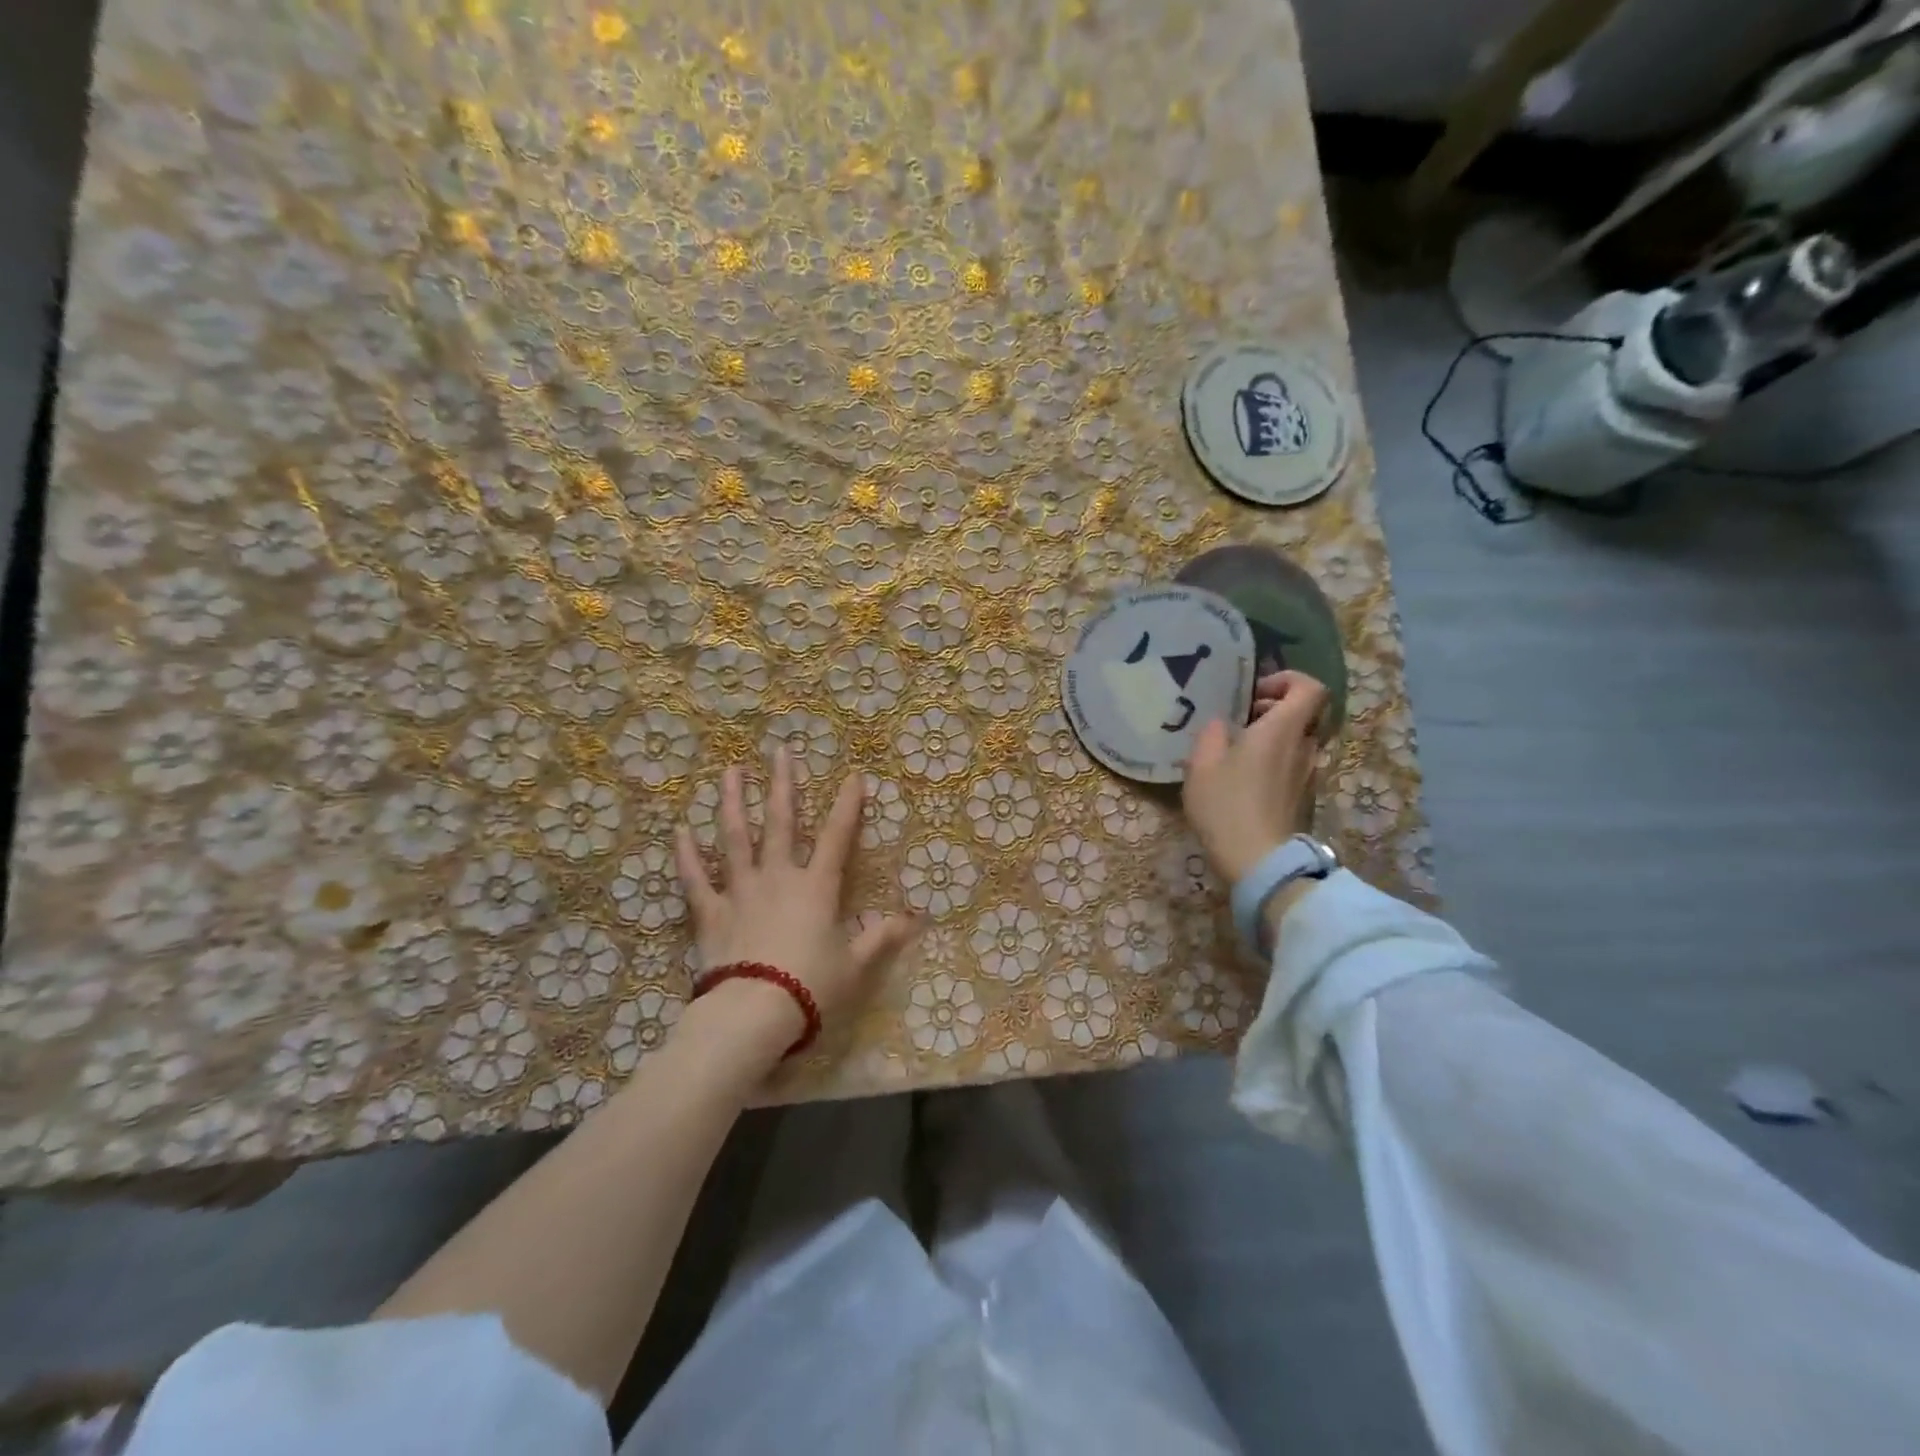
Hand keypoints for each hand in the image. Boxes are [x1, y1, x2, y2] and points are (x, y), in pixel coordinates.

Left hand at [674, 750, 919, 1066]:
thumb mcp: (855, 964)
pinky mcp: (710, 912)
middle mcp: (778, 877)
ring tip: (730, 772)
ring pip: (735, 838)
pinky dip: (686, 855)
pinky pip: (695, 878)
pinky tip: (680, 830)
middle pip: (781, 822)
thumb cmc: (811, 986)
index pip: (837, 837)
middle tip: (780, 752)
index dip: (848, 806)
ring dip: (734, 803)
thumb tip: (915, 920)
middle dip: (783, 785)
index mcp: (817, 887)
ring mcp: (741, 891)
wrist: (754, 1012)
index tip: (854, 776)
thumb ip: (882, 938)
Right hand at [1181, 670, 1327, 885]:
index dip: (1286, 680)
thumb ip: (1211, 734)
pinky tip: (1244, 780)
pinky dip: (1274, 761)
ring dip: (1273, 737)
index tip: (1255, 693)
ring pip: (1299, 740)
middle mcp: (1305, 746)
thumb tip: (1220, 723)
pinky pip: (1294, 764)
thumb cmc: (1227, 806)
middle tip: (1240, 721)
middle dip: (1274, 708)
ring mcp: (1309, 774)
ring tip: (1238, 752)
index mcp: (1283, 729)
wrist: (1260, 861)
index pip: (1310, 687)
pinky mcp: (1304, 797)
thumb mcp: (1202, 765)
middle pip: (1305, 713)